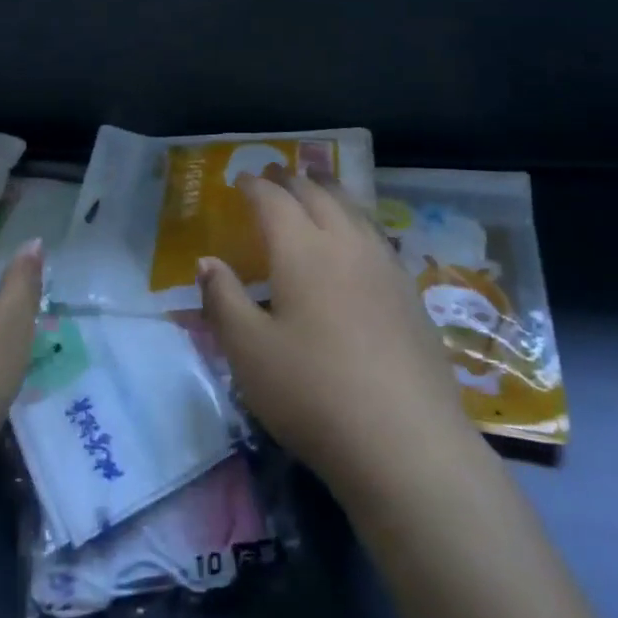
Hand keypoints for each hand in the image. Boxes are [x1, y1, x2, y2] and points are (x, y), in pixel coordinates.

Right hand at [198, 175, 480, 505]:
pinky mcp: (410, 293)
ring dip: (330, 191)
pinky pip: (376, 236)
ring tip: (317, 186)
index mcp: (302, 249)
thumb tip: (207, 262)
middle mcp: (346, 244)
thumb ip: (223, 300)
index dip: (255, 185)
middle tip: (275, 174)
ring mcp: (385, 266)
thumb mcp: (248, 351)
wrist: (406, 442)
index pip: (274, 200)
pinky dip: (357, 220)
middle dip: (292, 180)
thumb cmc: (313, 393)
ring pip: (354, 210)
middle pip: (318, 195)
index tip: (241, 178)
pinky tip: (358, 238)